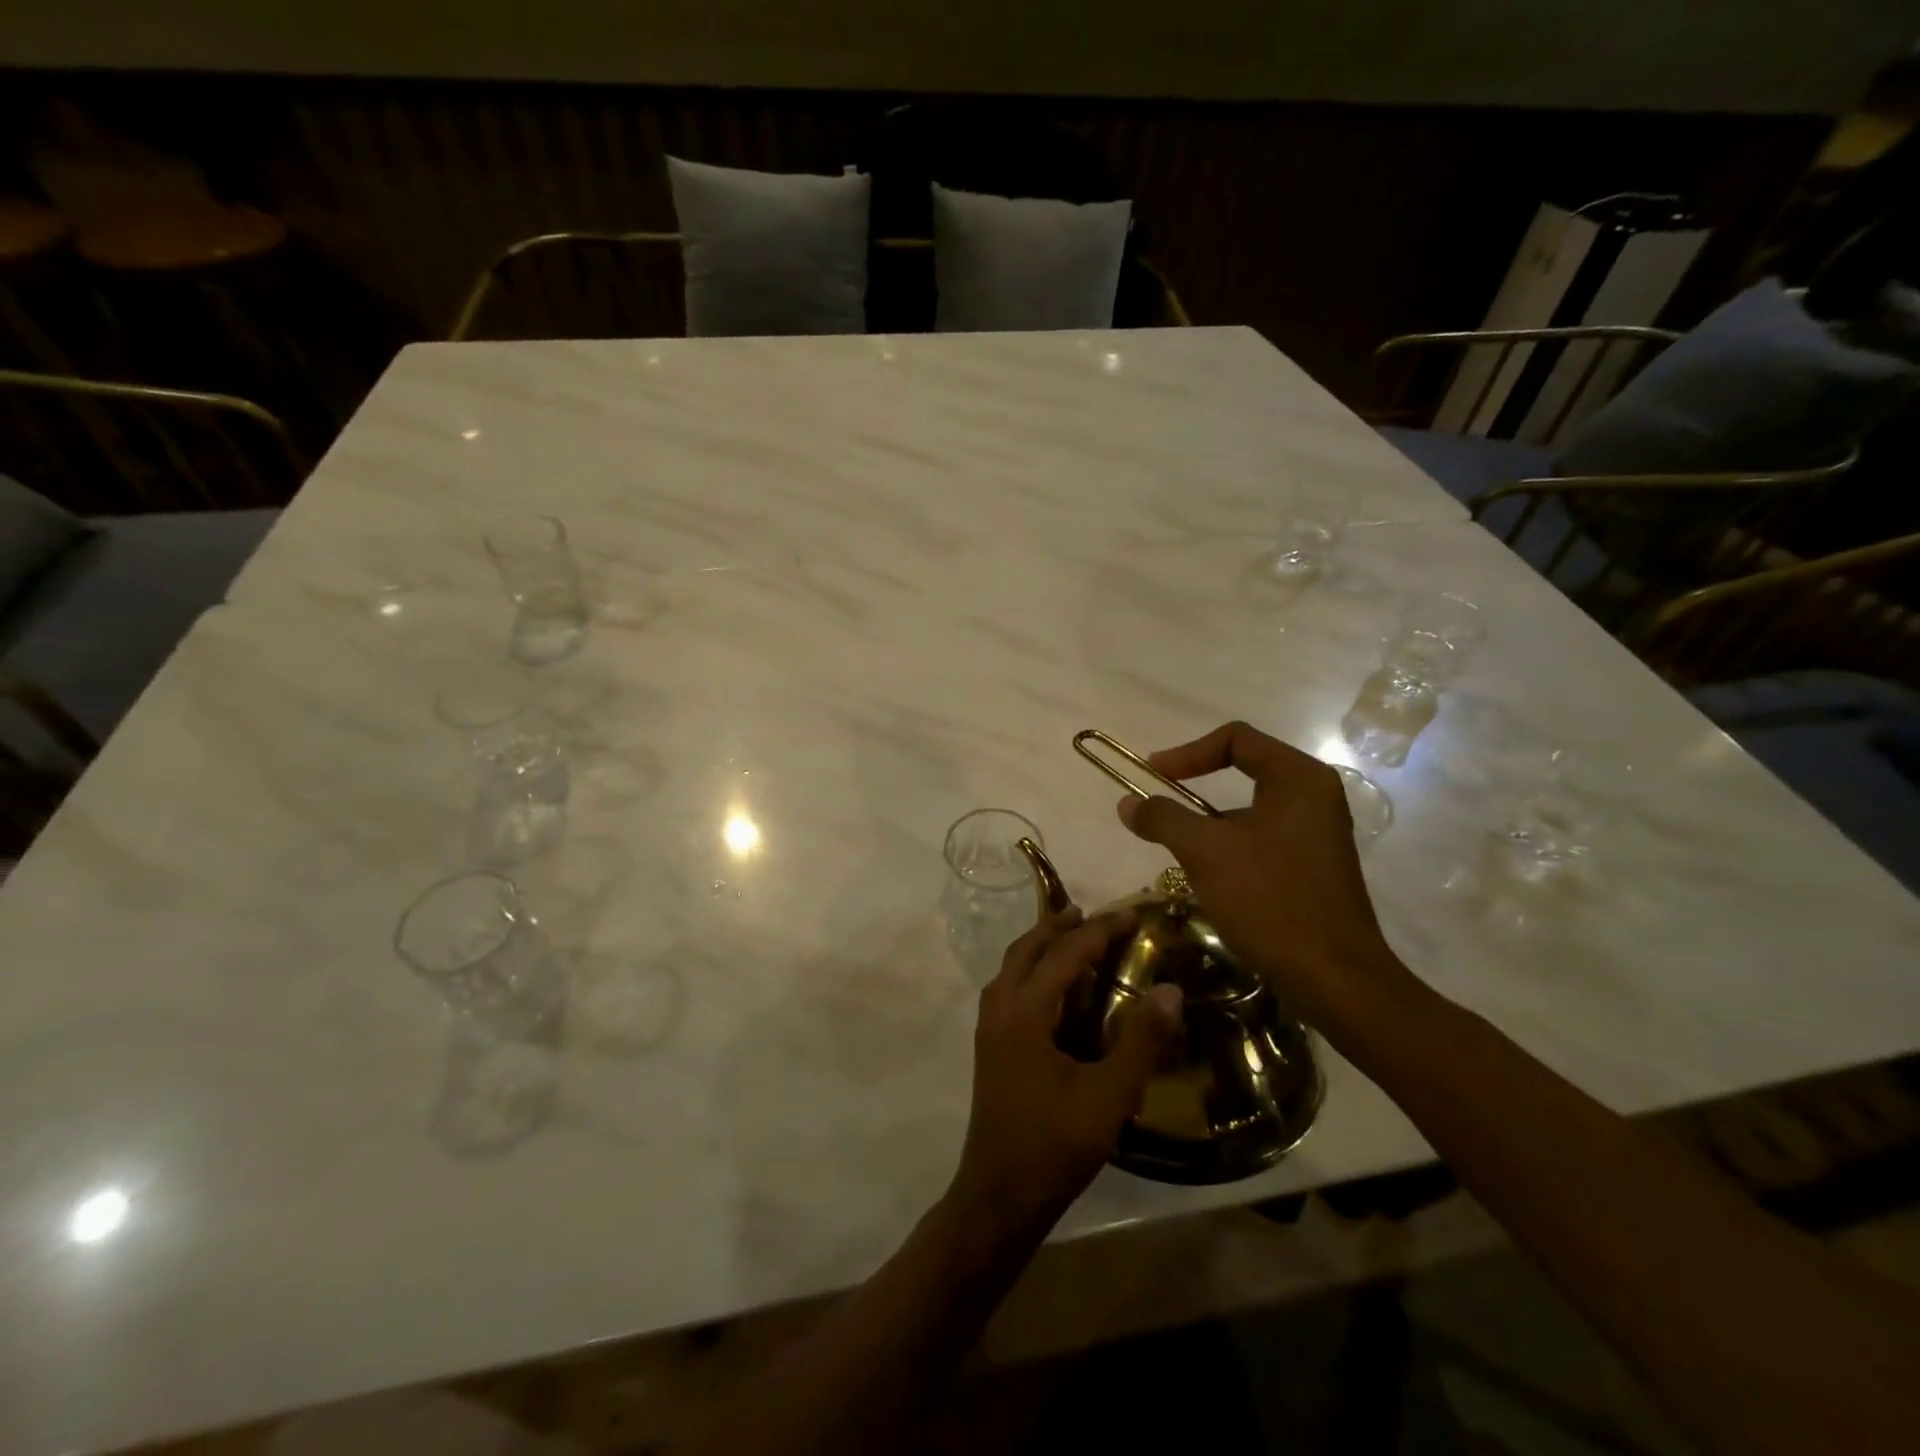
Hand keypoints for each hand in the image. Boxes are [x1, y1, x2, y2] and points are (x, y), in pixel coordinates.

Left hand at [948, 906, 1182, 1243]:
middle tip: (1094, 915)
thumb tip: (1170, 990)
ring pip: (1013, 967)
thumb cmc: (1055, 1145)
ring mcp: (989, 1027)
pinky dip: (1032, 971)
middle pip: (1028, 949)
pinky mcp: (990, 1046)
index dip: (1100, 931)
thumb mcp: (1109, 1096)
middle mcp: (1000, 1008)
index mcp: (1024, 1011)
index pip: (1065, 954)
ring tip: (1073, 939)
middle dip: (1059, 926)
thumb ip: (1140, 1041)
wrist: (999, 1195)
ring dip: (1042, 946)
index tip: (1132, 915)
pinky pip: (1010, 988)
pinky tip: (1054, 990)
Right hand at [1116, 720, 1414, 1035]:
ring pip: (1251, 809)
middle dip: (1196, 786)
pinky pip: (1264, 839)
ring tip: (1179, 849)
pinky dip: (1231, 846)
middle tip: (1162, 806)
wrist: (1334, 977)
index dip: (1187, 752)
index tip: (1153, 775)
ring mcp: (1319, 833)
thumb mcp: (1205, 851)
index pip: (1236, 739)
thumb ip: (1163, 818)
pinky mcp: (1316, 867)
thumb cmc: (1270, 899)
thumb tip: (1128, 803)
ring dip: (1210, 822)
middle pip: (1245, 769)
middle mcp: (1315, 797)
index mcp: (1298, 778)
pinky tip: (1211, 878)